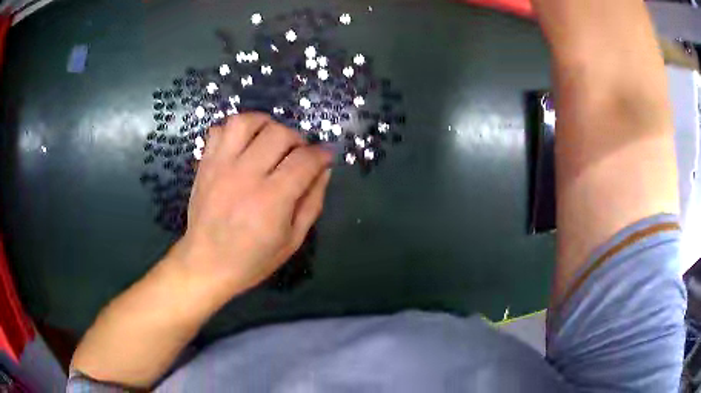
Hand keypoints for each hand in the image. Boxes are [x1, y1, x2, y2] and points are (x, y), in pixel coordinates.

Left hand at [169, 113, 331, 301]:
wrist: (206, 264)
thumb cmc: (253, 259)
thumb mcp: (293, 240)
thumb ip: (312, 202)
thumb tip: (324, 169)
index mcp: (271, 200)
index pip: (305, 160)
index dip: (322, 154)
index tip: (325, 156)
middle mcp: (245, 175)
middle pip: (279, 133)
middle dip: (297, 138)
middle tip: (298, 154)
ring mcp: (220, 166)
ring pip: (246, 122)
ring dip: (265, 124)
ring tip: (270, 140)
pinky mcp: (205, 164)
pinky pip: (219, 130)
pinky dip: (234, 130)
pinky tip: (243, 145)